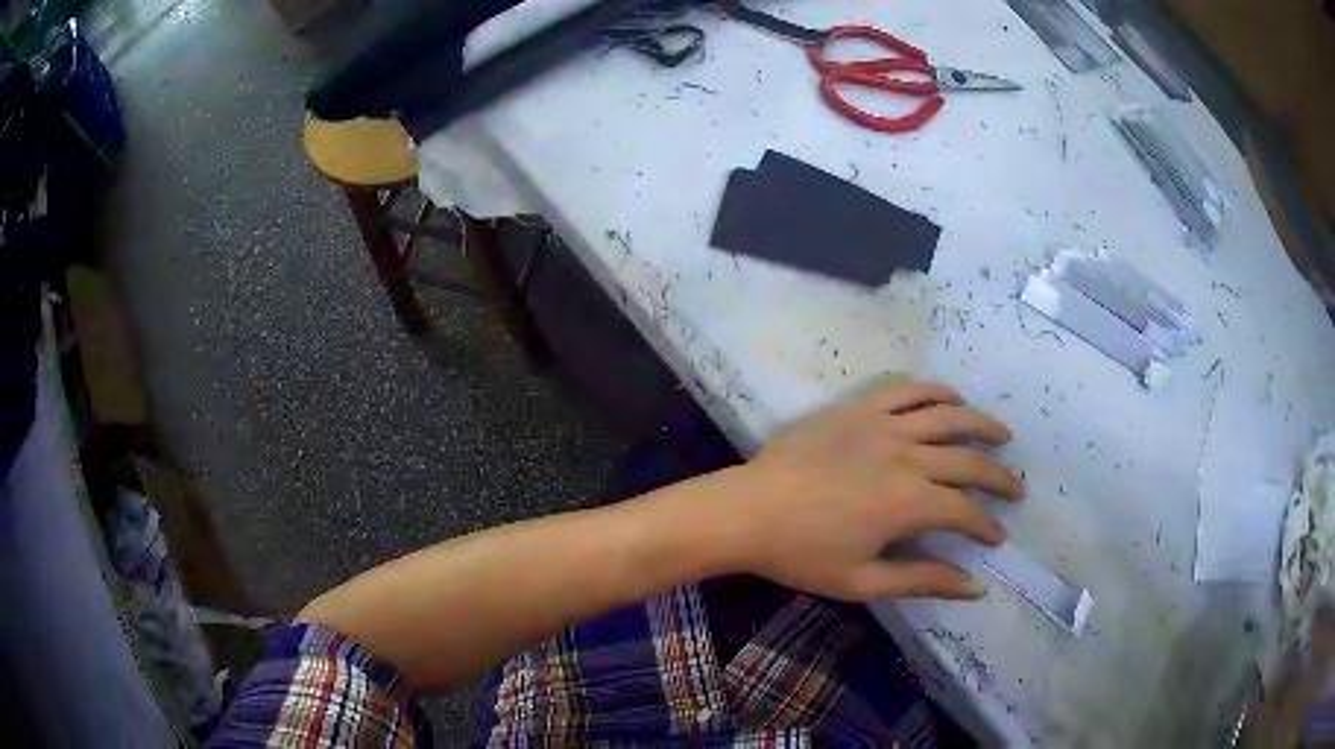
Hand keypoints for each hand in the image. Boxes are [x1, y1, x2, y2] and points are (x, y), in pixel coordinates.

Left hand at [719, 379, 1024, 601]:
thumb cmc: (802, 554)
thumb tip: (974, 588)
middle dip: (999, 478)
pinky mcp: (859, 408)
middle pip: (968, 462)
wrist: (747, 511)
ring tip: (1003, 434)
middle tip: (1017, 489)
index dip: (986, 525)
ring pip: (948, 416)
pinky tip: (952, 398)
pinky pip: (907, 390)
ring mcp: (883, 425)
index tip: (998, 537)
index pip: (965, 511)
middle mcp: (907, 456)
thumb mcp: (863, 582)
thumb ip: (923, 581)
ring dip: (981, 424)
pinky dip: (935, 391)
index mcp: (909, 503)